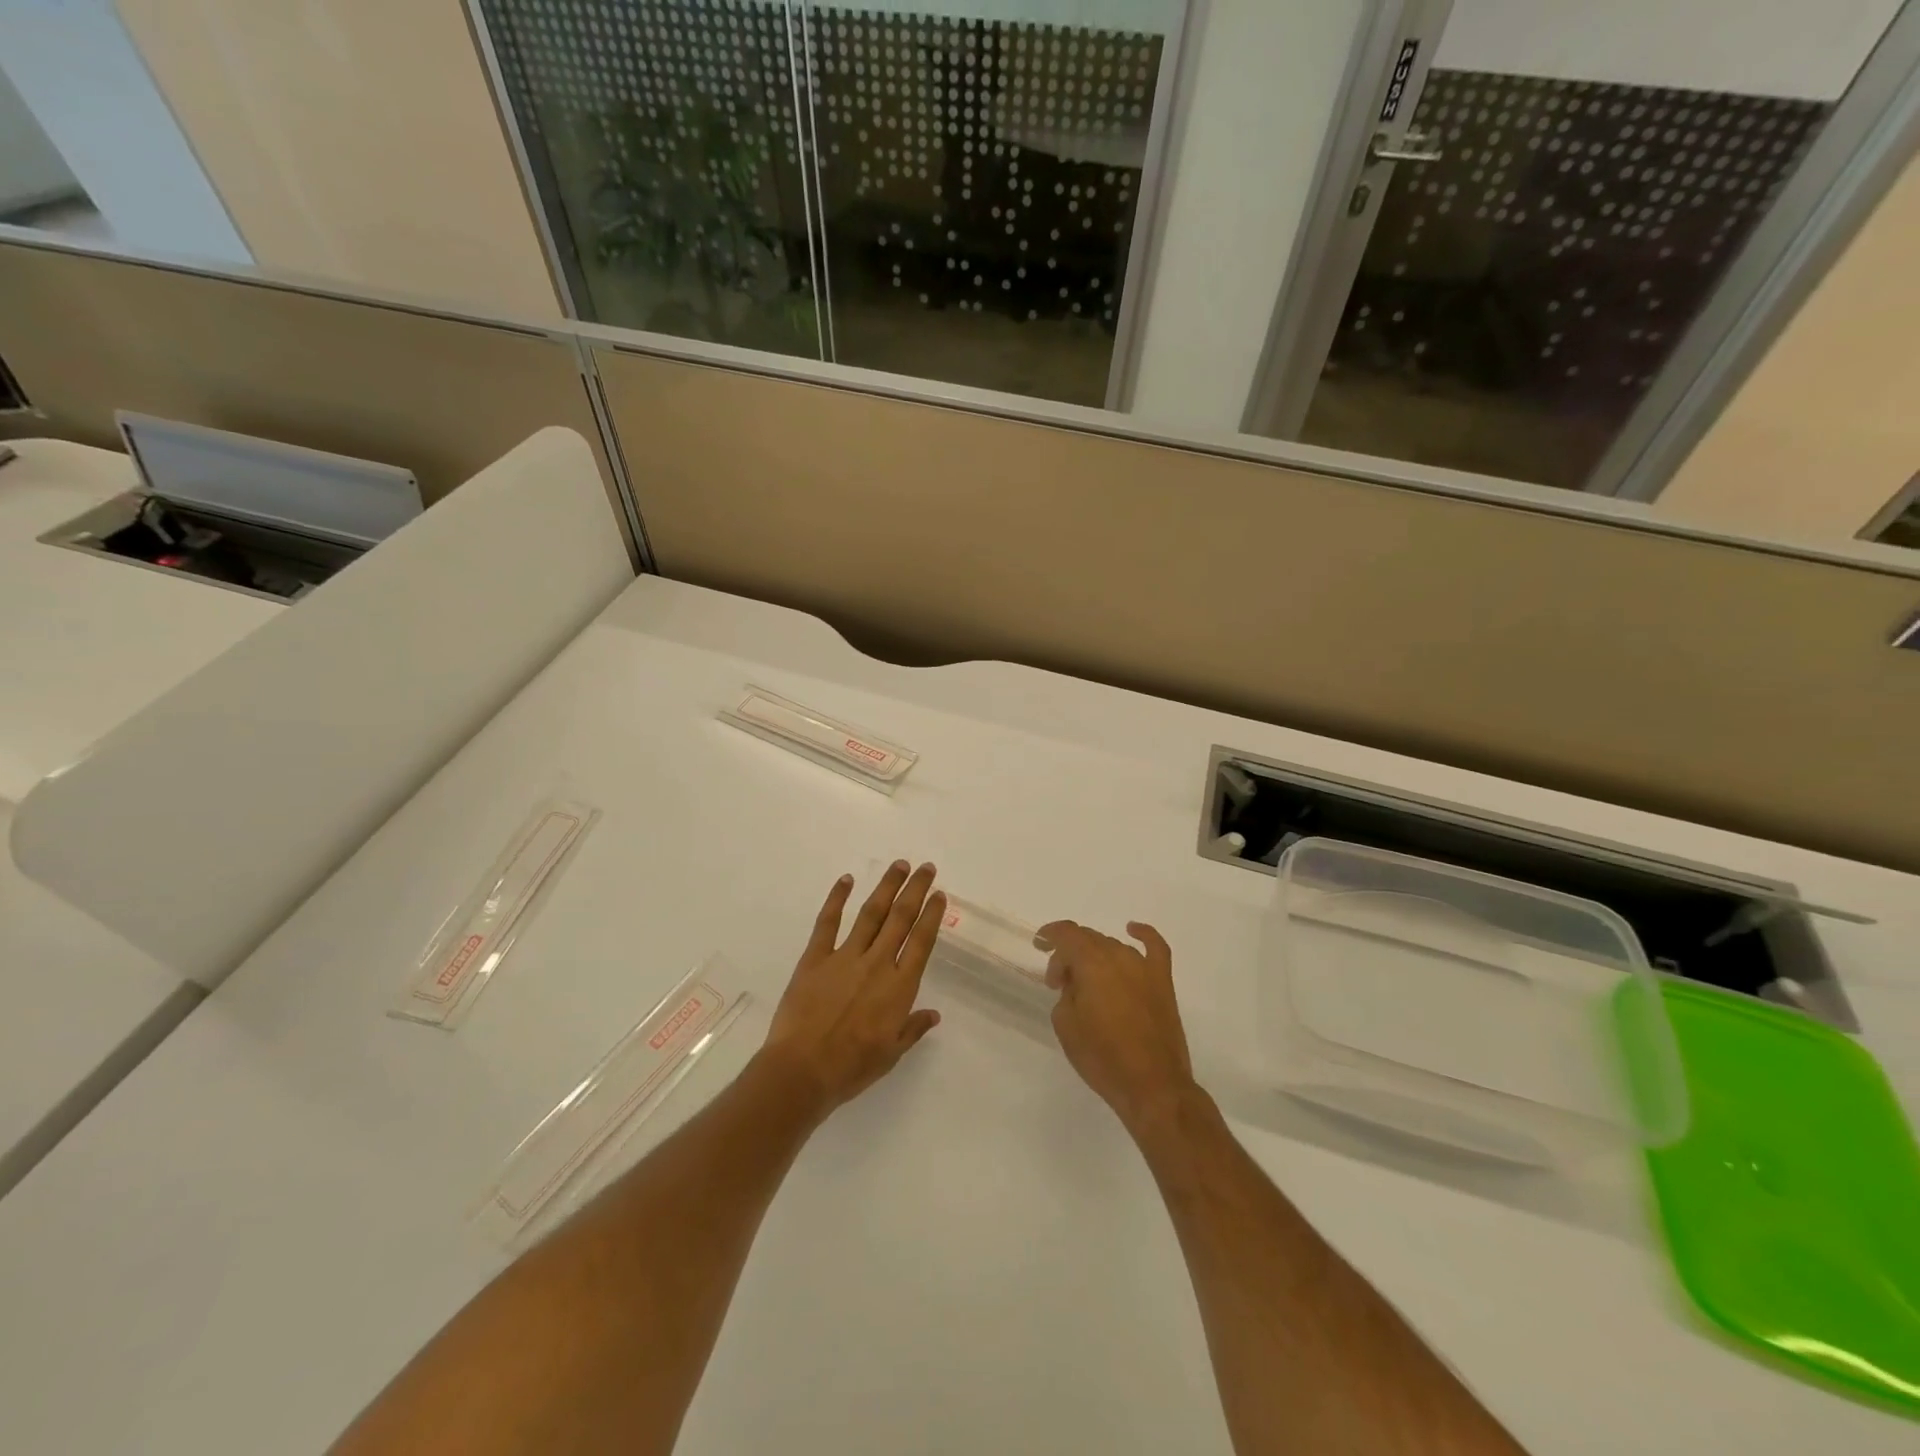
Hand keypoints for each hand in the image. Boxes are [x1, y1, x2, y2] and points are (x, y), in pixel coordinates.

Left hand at [759, 861, 944, 1119]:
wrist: (802, 1070)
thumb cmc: (852, 1067)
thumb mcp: (891, 1053)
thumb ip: (913, 1029)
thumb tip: (933, 1014)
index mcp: (899, 987)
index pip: (921, 941)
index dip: (931, 915)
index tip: (939, 894)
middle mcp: (876, 963)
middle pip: (900, 918)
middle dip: (915, 890)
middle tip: (926, 868)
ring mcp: (845, 957)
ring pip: (871, 913)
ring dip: (887, 887)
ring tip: (899, 865)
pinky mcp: (815, 958)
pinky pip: (827, 922)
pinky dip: (836, 898)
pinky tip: (846, 880)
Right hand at [1039, 919, 1197, 1135]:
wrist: (1152, 1086)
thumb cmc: (1102, 1058)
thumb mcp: (1066, 1025)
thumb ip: (1066, 994)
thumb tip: (1076, 984)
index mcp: (1092, 964)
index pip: (1067, 934)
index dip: (1049, 935)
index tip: (1038, 945)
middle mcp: (1118, 956)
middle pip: (1088, 940)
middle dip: (1069, 955)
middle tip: (1059, 983)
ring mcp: (1144, 967)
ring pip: (1113, 946)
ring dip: (1095, 956)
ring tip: (1086, 982)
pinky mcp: (1163, 982)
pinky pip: (1155, 947)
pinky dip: (1143, 934)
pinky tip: (1133, 929)